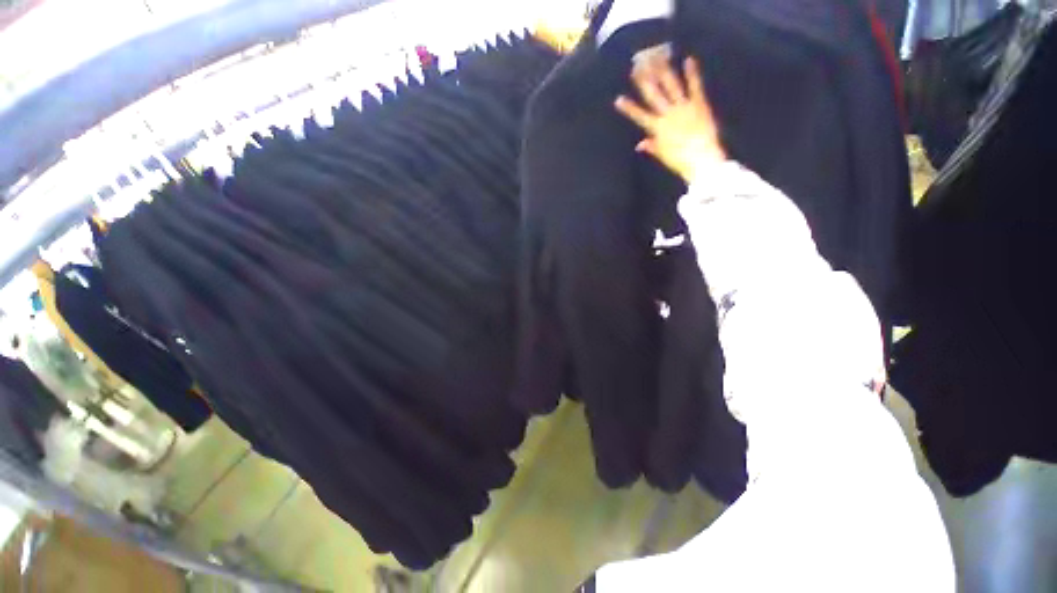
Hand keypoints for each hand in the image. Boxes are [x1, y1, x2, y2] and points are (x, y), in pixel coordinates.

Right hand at [615, 56, 725, 182]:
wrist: (701, 160)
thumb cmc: (679, 161)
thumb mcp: (662, 155)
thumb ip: (651, 146)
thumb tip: (639, 144)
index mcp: (657, 128)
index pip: (639, 116)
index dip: (628, 108)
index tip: (618, 99)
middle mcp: (668, 114)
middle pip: (653, 95)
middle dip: (644, 80)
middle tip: (637, 65)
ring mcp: (683, 107)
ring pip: (671, 86)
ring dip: (663, 71)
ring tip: (657, 56)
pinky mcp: (699, 104)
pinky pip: (695, 86)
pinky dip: (692, 73)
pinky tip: (688, 59)